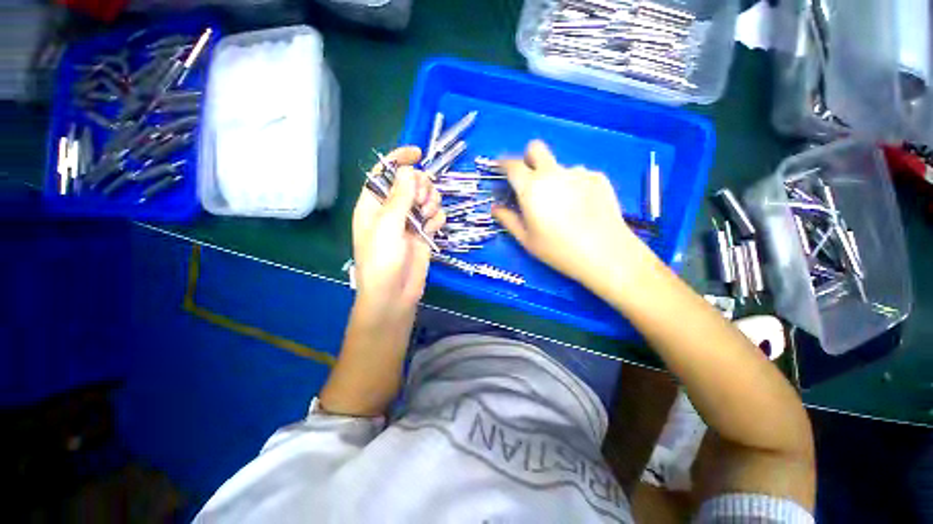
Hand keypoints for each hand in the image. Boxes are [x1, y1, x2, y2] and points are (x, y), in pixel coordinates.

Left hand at [352, 146, 444, 312]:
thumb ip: (399, 197)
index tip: (418, 153)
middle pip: (411, 183)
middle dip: (421, 186)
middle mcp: (392, 210)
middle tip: (422, 201)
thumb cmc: (382, 260)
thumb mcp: (387, 225)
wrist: (395, 294)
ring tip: (426, 217)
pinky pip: (435, 216)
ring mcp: (410, 222)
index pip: (384, 172)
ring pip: (426, 198)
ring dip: (431, 202)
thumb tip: (409, 171)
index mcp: (374, 204)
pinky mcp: (424, 234)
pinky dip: (437, 218)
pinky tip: (433, 229)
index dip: (399, 159)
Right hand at [492, 141, 648, 289]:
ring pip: (559, 165)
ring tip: (563, 204)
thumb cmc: (558, 250)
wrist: (605, 253)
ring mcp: (578, 172)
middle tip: (529, 179)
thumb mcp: (527, 239)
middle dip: (528, 158)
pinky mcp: (598, 177)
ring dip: (554, 177)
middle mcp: (553, 173)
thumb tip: (495, 208)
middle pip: (536, 148)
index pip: (512, 165)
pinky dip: (574, 185)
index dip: (503, 163)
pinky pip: (579, 175)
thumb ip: (508, 220)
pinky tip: (582, 206)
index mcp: (531, 187)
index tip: (500, 168)